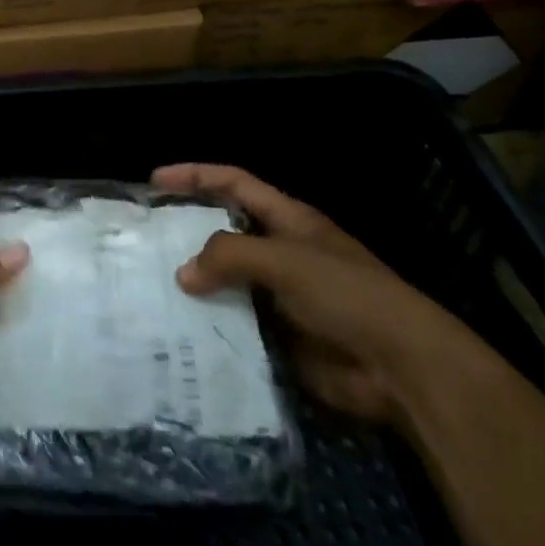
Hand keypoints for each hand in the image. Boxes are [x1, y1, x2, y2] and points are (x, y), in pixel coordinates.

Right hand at [157, 164, 481, 427]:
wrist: (401, 369)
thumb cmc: (347, 296)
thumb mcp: (286, 261)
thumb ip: (230, 256)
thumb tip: (183, 273)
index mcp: (288, 221)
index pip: (234, 184)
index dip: (195, 176)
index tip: (155, 180)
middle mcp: (281, 252)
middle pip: (225, 232)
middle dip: (186, 231)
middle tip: (143, 238)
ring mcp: (279, 296)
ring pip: (225, 281)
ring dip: (194, 284)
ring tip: (148, 286)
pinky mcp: (278, 337)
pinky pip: (234, 324)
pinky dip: (209, 324)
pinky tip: (177, 330)